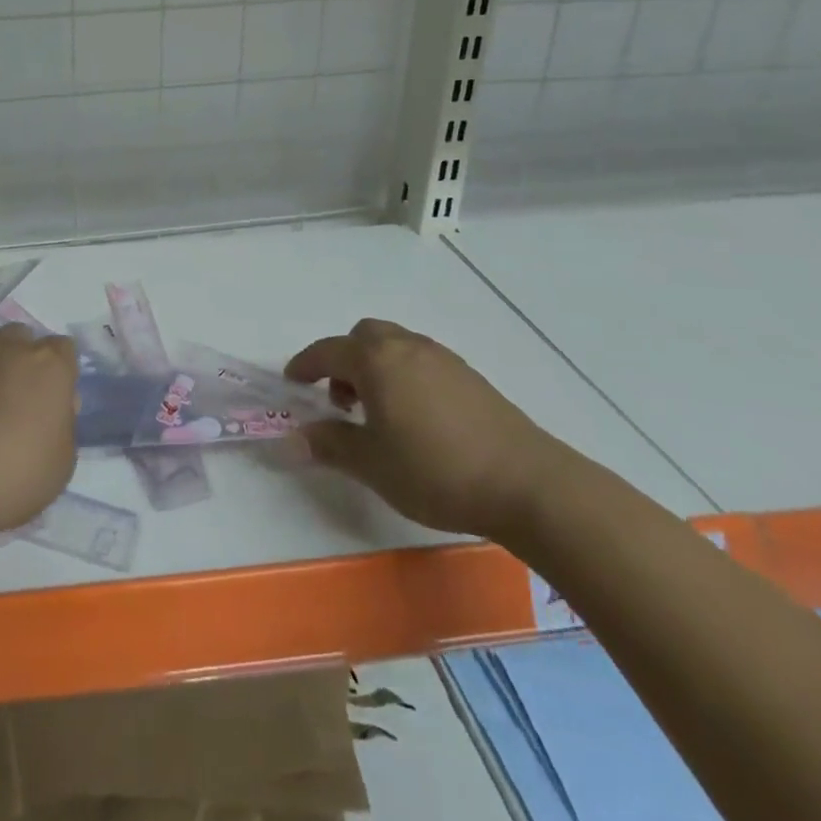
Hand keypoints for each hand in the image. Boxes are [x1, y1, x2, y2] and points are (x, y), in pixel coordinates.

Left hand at [0, 323, 78, 545]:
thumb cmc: (14, 475)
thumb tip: (51, 409)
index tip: (55, 402)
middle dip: (23, 359)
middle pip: (21, 338)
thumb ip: (62, 426)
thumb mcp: (62, 463)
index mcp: (47, 365)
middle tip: (19, 399)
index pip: (63, 349)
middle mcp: (8, 349)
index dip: (61, 373)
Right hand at [285, 318, 570, 540]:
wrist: (527, 484)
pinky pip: (421, 361)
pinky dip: (404, 375)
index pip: (327, 350)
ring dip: (375, 366)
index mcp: (375, 360)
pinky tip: (416, 417)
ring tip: (378, 412)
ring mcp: (442, 358)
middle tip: (340, 400)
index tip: (292, 382)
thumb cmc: (435, 470)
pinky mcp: (470, 377)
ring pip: (395, 346)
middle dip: (343, 359)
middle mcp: (406, 347)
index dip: (305, 364)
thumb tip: (296, 436)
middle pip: (363, 336)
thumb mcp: (372, 464)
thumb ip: (330, 444)